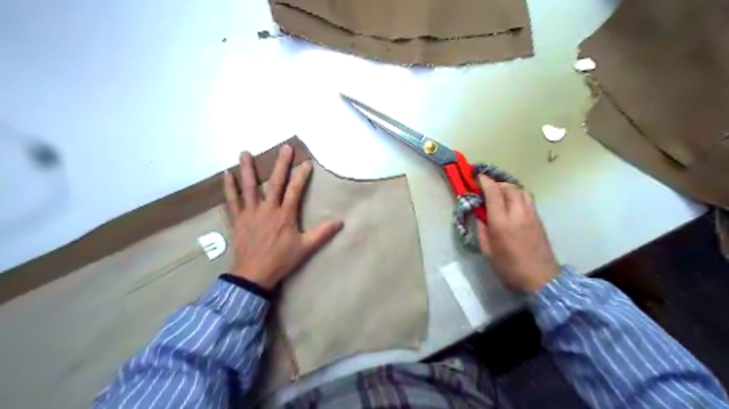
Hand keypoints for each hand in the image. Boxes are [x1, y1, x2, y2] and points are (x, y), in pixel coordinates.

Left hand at [222, 146, 345, 287]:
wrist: (254, 275)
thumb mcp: (306, 248)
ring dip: (248, 169)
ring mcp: (250, 213)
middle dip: (281, 164)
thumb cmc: (281, 260)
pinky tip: (226, 174)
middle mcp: (267, 209)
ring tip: (245, 152)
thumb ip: (322, 233)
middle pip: (275, 183)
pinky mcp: (237, 219)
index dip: (302, 176)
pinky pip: (232, 201)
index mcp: (285, 215)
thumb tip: (340, 222)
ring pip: (249, 187)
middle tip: (284, 148)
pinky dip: (229, 188)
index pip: (295, 190)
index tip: (307, 162)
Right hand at [476, 176, 558, 292]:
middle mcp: (517, 214)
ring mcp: (531, 215)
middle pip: (509, 187)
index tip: (478, 177)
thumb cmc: (510, 268)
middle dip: (497, 183)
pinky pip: (528, 199)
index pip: (493, 193)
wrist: (541, 279)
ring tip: (501, 193)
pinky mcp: (539, 220)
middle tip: (488, 187)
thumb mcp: (488, 252)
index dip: (485, 182)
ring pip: (521, 191)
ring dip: (509, 187)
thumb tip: (479, 217)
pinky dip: (518, 195)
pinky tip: (512, 203)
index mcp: (501, 222)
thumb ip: (482, 232)